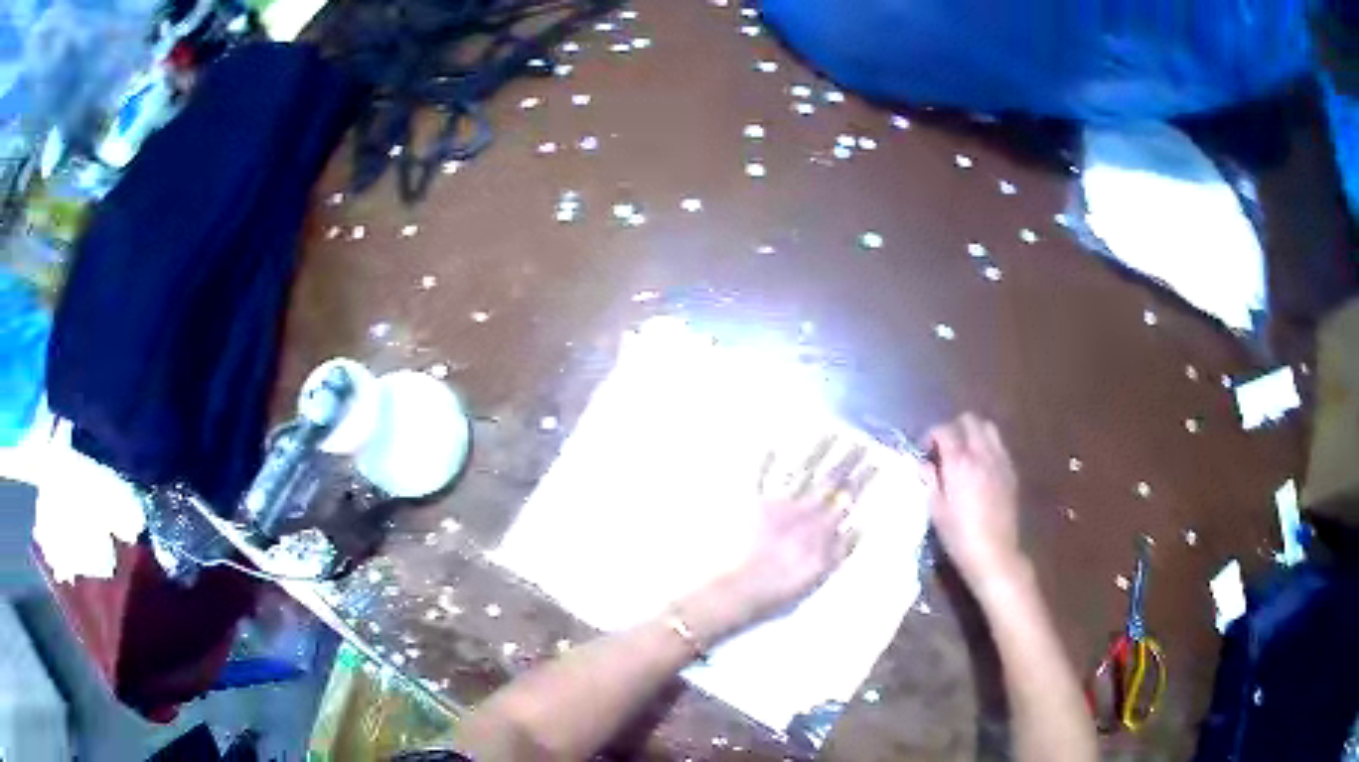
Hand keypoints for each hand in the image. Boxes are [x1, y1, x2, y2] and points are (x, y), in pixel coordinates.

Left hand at [682, 441, 871, 640]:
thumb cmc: (780, 587)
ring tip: (830, 433)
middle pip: (828, 480)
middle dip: (845, 459)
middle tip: (859, 440)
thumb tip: (860, 526)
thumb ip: (841, 550)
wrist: (739, 587)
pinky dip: (766, 461)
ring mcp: (777, 504)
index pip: (847, 497)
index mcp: (820, 527)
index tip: (874, 460)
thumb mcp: (819, 574)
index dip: (861, 478)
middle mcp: (802, 509)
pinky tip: (772, 445)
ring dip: (816, 452)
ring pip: (801, 471)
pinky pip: (760, 477)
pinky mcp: (752, 504)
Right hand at [925, 413, 1024, 585]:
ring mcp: (999, 461)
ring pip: (988, 428)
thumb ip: (929, 481)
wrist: (994, 554)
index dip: (931, 435)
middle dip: (954, 428)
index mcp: (959, 462)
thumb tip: (924, 464)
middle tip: (945, 449)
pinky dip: (988, 447)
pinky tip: (981, 468)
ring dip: (974, 433)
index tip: (925, 451)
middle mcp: (981, 454)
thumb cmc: (959, 536)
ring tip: (965, 454)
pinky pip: (999, 446)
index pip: (943, 429)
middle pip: (969, 420)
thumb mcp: (936, 511)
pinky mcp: (1011, 472)